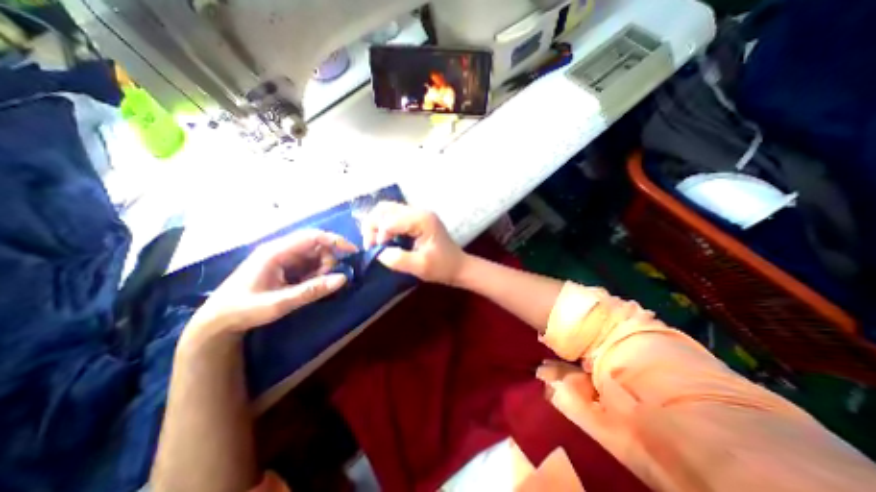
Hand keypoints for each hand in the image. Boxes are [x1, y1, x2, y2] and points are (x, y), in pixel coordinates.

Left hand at [185, 228, 359, 342]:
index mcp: (276, 252)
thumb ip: (312, 291)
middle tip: (324, 281)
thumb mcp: (279, 303)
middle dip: (327, 261)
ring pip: (314, 255)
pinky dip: (314, 274)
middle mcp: (280, 250)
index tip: (353, 251)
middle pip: (316, 246)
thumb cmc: (244, 310)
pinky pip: (308, 264)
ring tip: (310, 287)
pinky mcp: (284, 266)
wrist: (217, 322)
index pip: (313, 237)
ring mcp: (282, 258)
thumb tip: (344, 278)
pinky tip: (305, 286)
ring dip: (321, 269)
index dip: (335, 241)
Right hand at [360, 200, 467, 283]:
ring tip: (375, 242)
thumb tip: (378, 252)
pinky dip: (383, 225)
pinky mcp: (416, 219)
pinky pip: (393, 216)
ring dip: (376, 224)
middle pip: (384, 209)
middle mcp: (419, 211)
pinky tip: (384, 239)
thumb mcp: (420, 266)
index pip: (390, 221)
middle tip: (371, 245)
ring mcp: (417, 214)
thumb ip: (398, 259)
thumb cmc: (442, 267)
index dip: (379, 236)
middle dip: (373, 226)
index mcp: (422, 220)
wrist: (458, 266)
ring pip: (387, 210)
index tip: (378, 252)